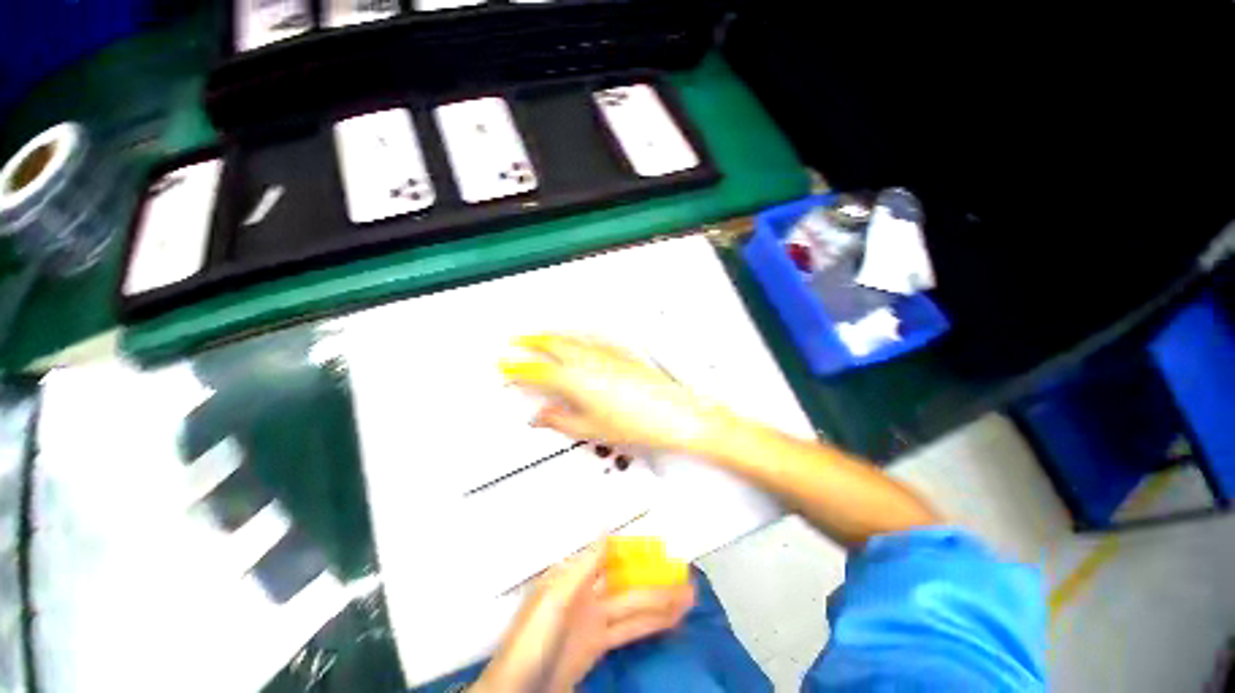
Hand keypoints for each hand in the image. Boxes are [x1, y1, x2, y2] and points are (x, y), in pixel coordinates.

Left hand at [476, 544, 695, 692]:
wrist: (520, 689)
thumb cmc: (534, 638)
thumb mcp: (556, 596)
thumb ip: (585, 564)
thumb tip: (605, 526)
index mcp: (574, 575)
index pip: (610, 556)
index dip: (633, 549)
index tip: (659, 544)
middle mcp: (587, 593)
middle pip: (627, 582)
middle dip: (655, 578)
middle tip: (686, 575)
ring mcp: (594, 621)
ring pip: (633, 606)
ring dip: (660, 601)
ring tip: (689, 597)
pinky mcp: (599, 646)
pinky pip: (629, 630)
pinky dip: (650, 624)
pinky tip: (669, 619)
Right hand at [500, 334, 722, 452]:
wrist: (674, 414)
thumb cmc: (638, 423)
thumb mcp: (591, 429)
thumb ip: (561, 420)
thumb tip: (541, 417)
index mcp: (577, 381)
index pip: (539, 372)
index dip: (519, 369)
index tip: (507, 366)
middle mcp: (590, 363)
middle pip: (554, 346)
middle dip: (533, 341)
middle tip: (518, 340)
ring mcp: (607, 356)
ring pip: (572, 341)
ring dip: (553, 337)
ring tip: (542, 337)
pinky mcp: (621, 356)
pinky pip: (592, 342)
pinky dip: (577, 340)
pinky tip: (578, 343)